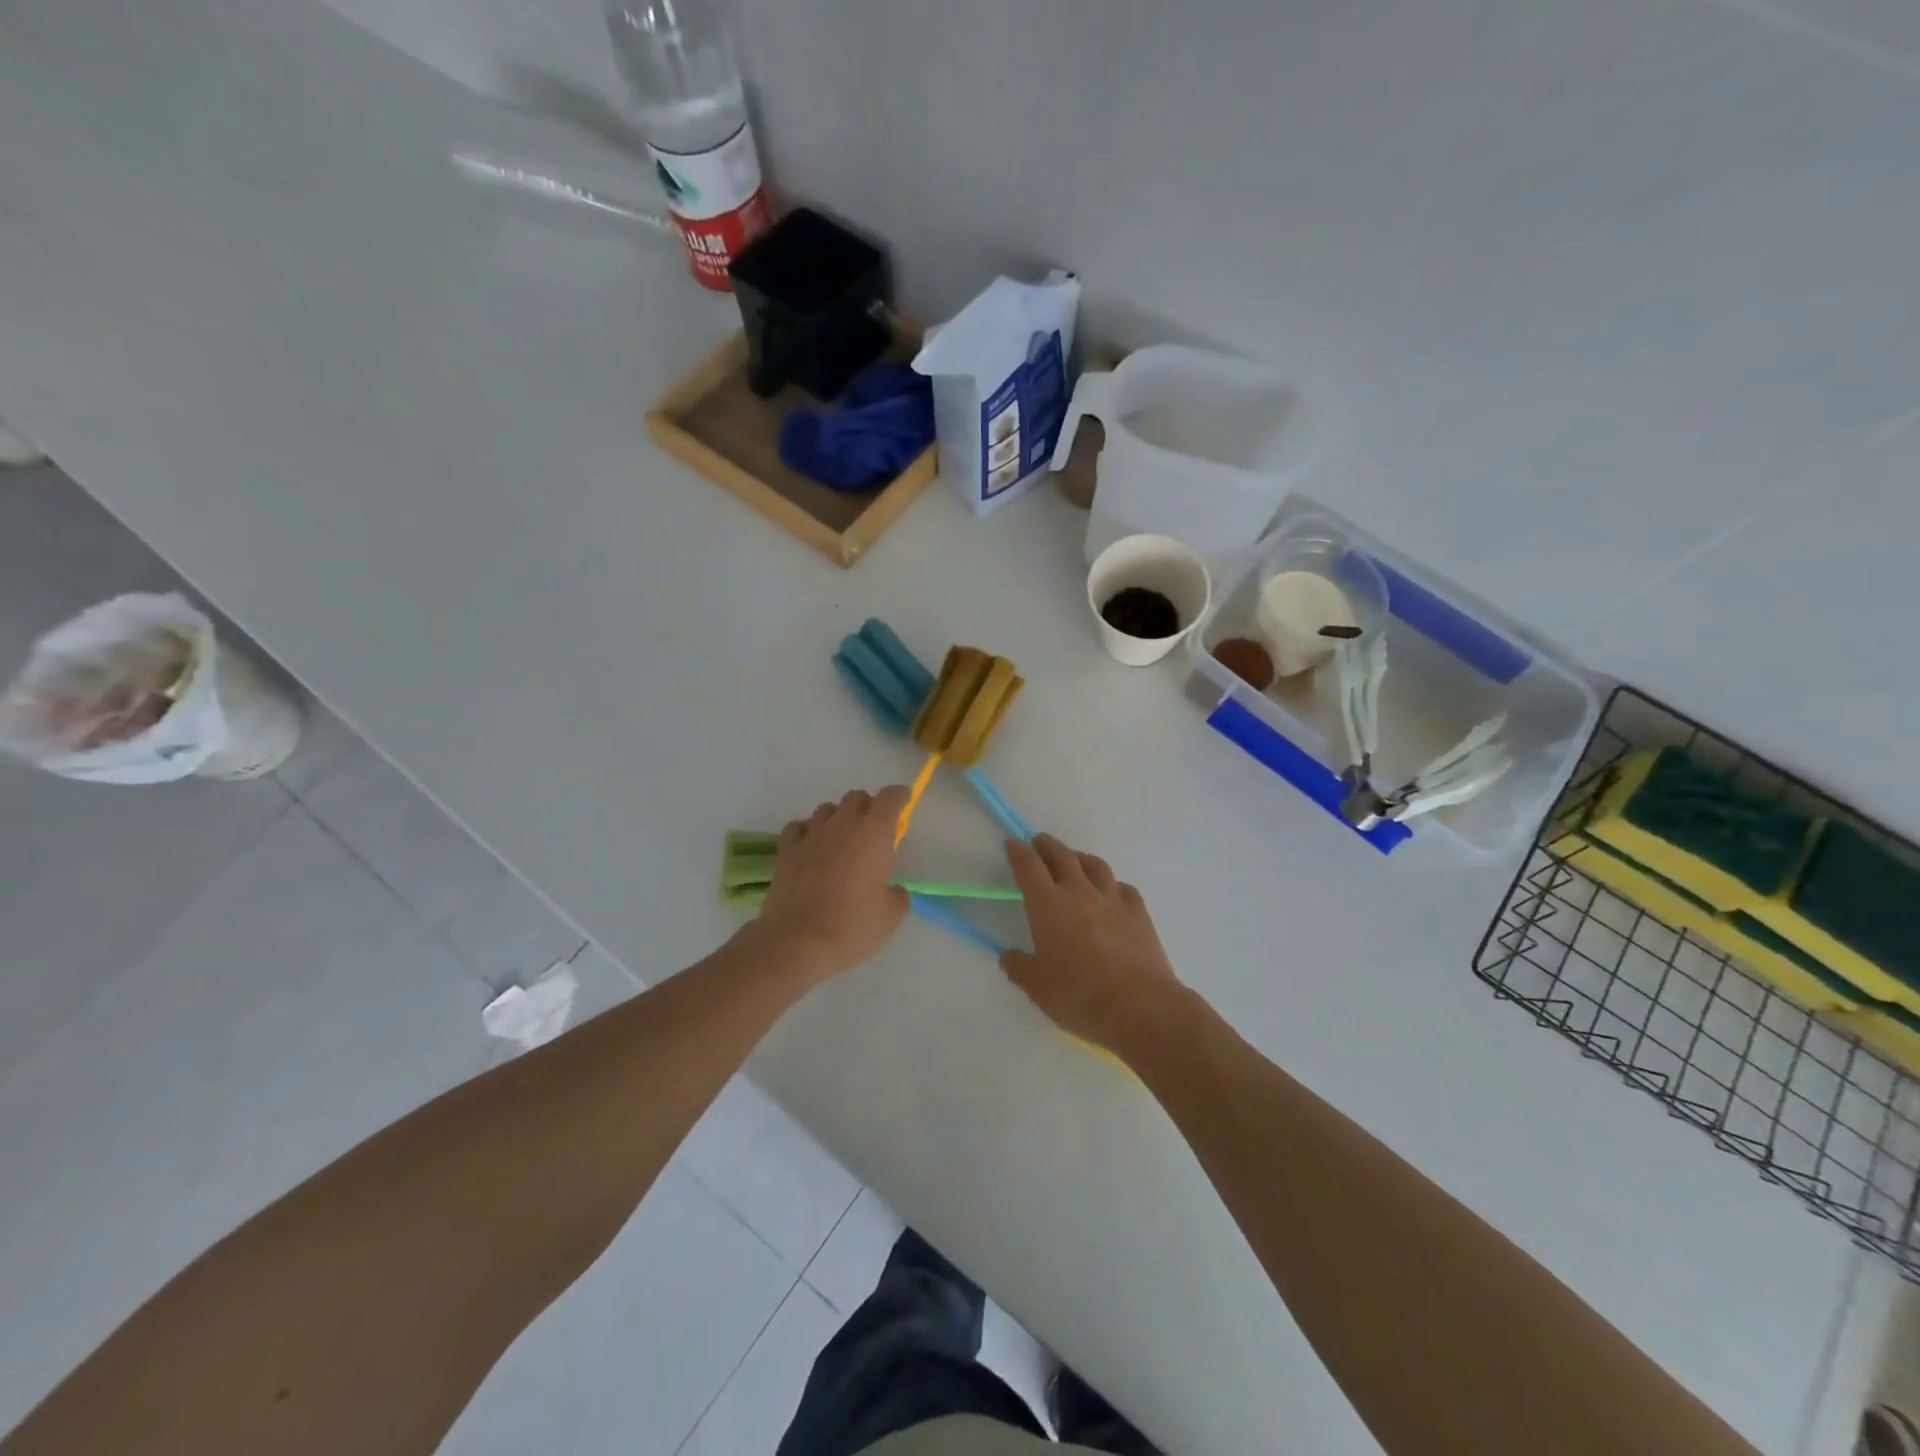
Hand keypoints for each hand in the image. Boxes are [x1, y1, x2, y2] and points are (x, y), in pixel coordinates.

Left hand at [753, 787, 911, 982]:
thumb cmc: (852, 926)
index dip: (898, 796)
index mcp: (874, 833)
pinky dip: (808, 831)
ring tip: (841, 840)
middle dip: (868, 807)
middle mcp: (842, 824)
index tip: (903, 801)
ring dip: (838, 818)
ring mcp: (811, 834)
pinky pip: (799, 827)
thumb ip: (897, 895)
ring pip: (827, 809)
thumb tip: (892, 891)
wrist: (797, 941)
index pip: (890, 798)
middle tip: (873, 830)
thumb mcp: (890, 916)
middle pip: (856, 797)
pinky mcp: (786, 849)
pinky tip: (811, 848)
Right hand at [999, 834, 1188, 1056]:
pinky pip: (1122, 887)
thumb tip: (1009, 956)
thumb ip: (1020, 967)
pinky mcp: (1139, 912)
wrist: (1140, 1006)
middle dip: (1047, 846)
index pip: (1029, 867)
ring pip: (1095, 865)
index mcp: (1048, 905)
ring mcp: (1113, 899)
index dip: (1018, 852)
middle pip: (1062, 856)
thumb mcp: (1038, 988)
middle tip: (1039, 843)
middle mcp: (1079, 892)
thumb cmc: (1080, 996)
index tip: (1012, 843)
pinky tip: (1111, 893)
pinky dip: (1111, 884)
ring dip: (1079, 858)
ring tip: (1074, 860)